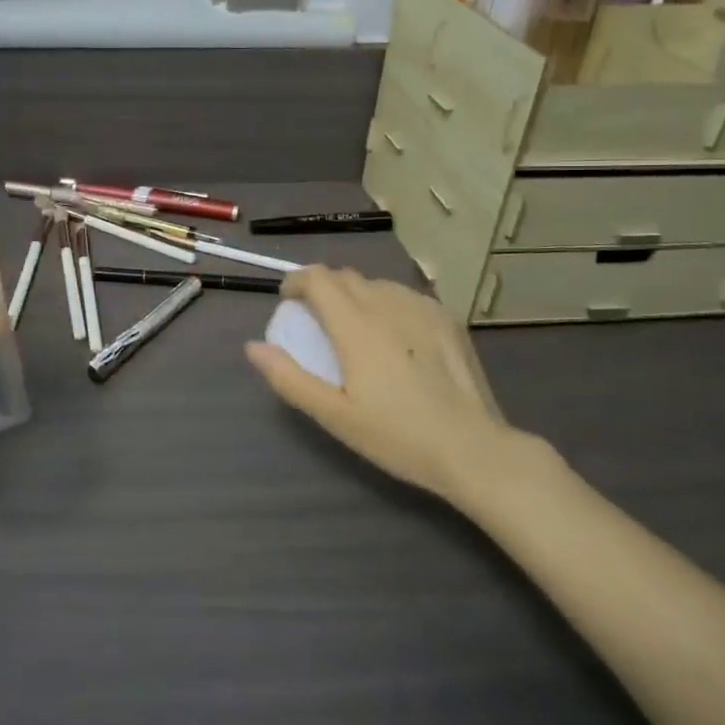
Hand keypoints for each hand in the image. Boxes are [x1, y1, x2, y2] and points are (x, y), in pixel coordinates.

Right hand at [245, 267, 555, 508]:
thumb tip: (253, 346)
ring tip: (354, 327)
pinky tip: (394, 336)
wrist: (472, 449)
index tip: (287, 301)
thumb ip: (289, 378)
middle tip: (315, 319)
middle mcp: (387, 304)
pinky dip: (387, 303)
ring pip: (376, 284)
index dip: (296, 281)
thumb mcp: (333, 415)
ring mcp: (421, 308)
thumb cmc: (396, 436)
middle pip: (345, 276)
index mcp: (356, 324)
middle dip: (323, 288)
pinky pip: (405, 296)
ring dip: (355, 294)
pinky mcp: (446, 319)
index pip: (318, 278)